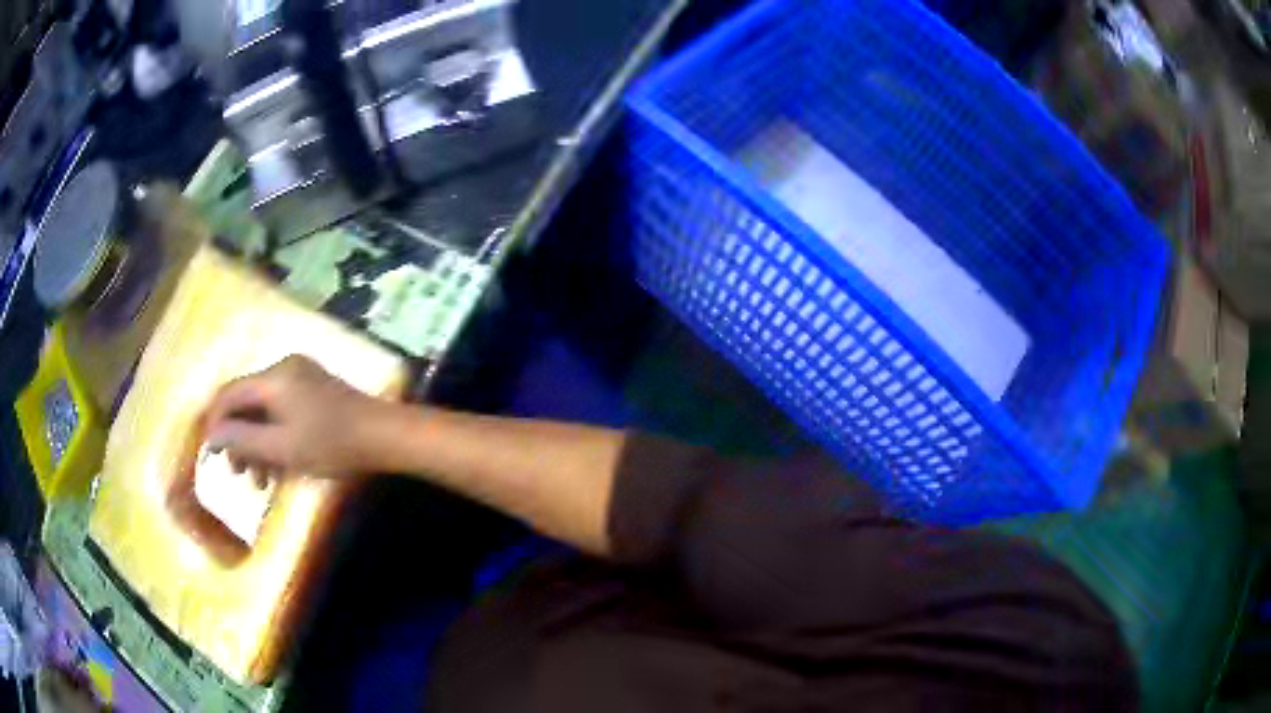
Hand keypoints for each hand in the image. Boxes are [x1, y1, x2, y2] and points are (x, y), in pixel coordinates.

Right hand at [203, 355, 389, 478]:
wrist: (386, 437)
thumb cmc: (331, 444)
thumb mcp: (282, 448)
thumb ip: (243, 440)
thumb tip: (211, 435)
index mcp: (274, 377)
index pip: (230, 393)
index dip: (215, 422)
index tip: (209, 453)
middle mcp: (285, 369)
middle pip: (248, 403)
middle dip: (240, 440)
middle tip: (238, 474)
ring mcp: (302, 379)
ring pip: (266, 412)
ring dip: (259, 446)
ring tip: (260, 482)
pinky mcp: (315, 393)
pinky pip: (284, 413)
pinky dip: (277, 439)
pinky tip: (279, 470)